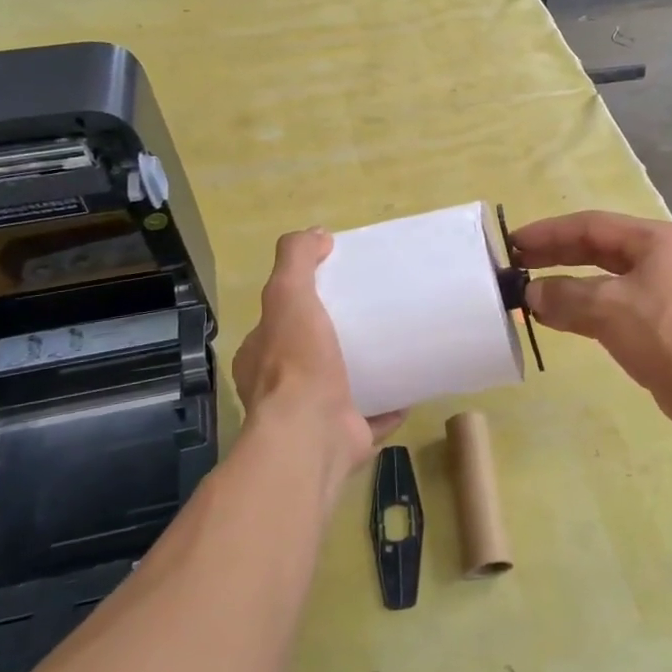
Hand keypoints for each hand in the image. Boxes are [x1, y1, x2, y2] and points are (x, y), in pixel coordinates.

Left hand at [231, 229, 404, 489]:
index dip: (299, 305)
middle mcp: (280, 390)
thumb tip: (317, 233)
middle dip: (334, 339)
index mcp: (260, 358)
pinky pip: (372, 417)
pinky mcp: (345, 437)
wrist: (311, 435)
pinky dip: (390, 405)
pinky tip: (411, 387)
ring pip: (340, 388)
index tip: (334, 289)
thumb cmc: (296, 363)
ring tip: (393, 348)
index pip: (276, 324)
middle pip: (309, 356)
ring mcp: (313, 418)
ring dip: (362, 372)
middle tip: (372, 316)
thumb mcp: (287, 295)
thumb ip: (296, 260)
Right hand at [510, 211, 671, 433]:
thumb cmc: (664, 333)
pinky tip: (553, 317)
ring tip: (528, 290)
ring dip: (565, 284)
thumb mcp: (608, 308)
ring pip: (600, 278)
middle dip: (555, 254)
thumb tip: (531, 293)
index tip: (513, 243)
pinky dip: (579, 308)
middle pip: (596, 248)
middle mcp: (656, 257)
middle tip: (516, 264)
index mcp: (652, 240)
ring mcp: (657, 290)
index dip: (548, 232)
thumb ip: (564, 295)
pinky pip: (607, 305)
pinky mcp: (654, 322)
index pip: (590, 225)